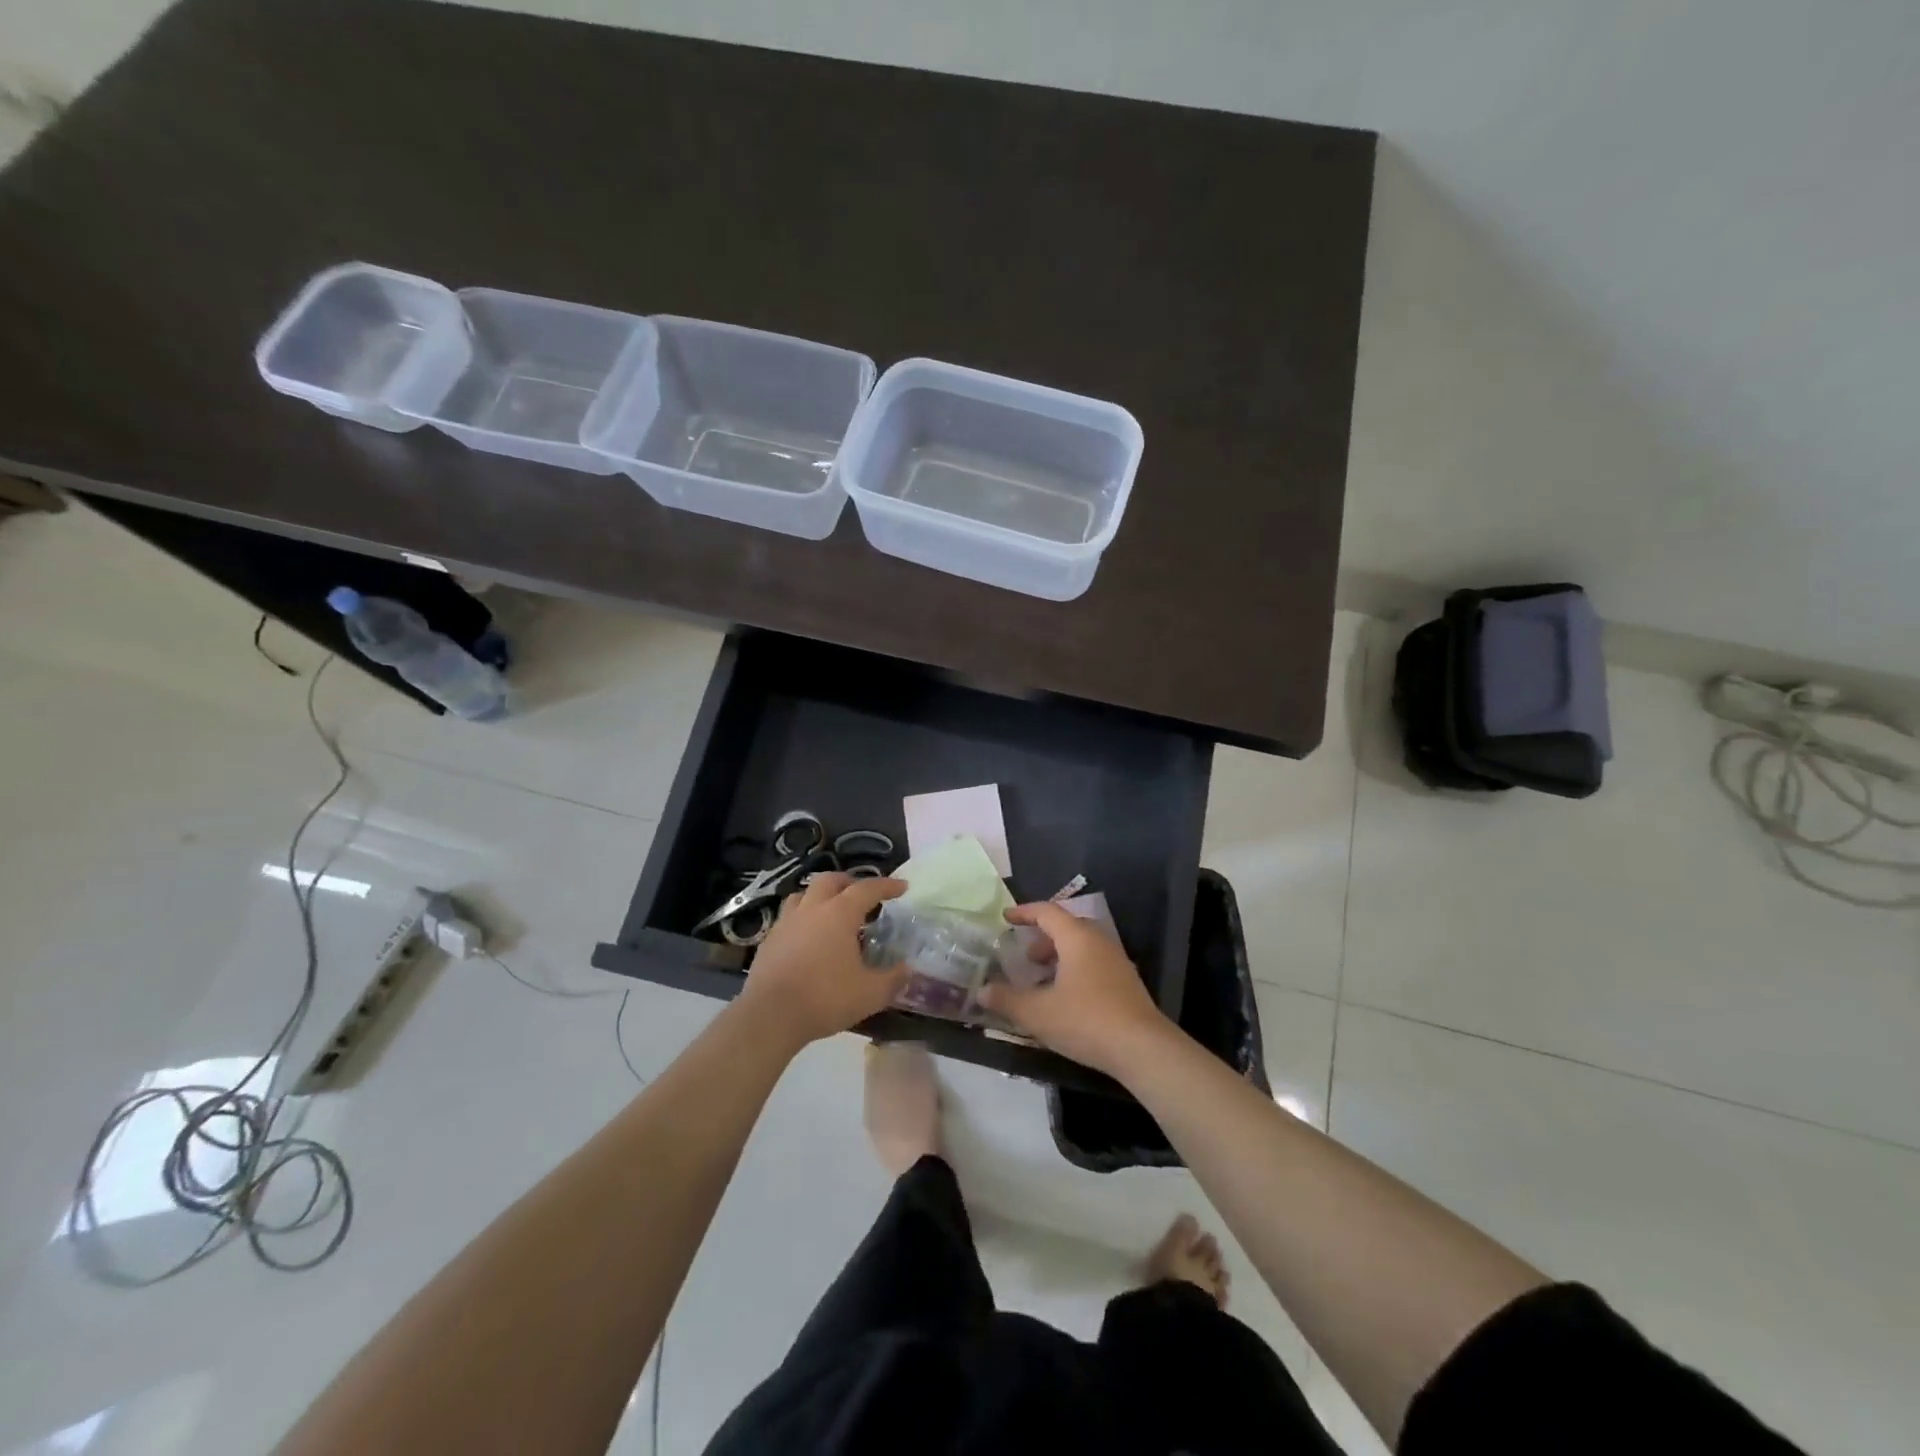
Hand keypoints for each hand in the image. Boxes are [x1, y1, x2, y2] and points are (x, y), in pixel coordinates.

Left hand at [736, 873, 909, 1047]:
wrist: (770, 1016)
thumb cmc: (825, 998)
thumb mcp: (871, 993)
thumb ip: (894, 979)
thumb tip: (908, 969)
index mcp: (839, 913)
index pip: (867, 889)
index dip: (887, 886)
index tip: (902, 887)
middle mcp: (812, 909)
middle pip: (830, 880)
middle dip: (849, 883)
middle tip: (862, 896)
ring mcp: (785, 923)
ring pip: (804, 895)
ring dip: (821, 897)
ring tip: (832, 913)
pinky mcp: (768, 941)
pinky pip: (788, 918)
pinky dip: (803, 920)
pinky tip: (807, 939)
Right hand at [976, 902, 1172, 1075]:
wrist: (1142, 1049)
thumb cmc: (1086, 1020)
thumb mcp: (1038, 1013)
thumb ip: (1007, 1000)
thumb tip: (982, 991)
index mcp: (1077, 938)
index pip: (1047, 912)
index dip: (1024, 912)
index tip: (1006, 917)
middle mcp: (1099, 941)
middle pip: (1067, 928)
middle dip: (1042, 938)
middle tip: (1024, 957)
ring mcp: (1117, 962)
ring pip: (1082, 948)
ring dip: (1059, 957)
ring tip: (1042, 980)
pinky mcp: (1127, 984)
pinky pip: (1094, 964)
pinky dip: (1074, 970)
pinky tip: (1066, 999)